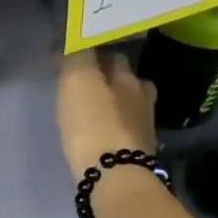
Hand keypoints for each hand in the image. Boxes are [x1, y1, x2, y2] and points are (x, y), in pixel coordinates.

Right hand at [57, 49, 158, 181]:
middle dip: (112, 79)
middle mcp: (142, 97)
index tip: (79, 57)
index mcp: (128, 77)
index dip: (97, 54)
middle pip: (128, 81)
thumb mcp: (77, 80)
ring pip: (130, 106)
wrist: (113, 175)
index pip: (114, 55)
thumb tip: (73, 42)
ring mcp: (143, 127)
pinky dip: (115, 128)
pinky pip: (125, 131)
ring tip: (95, 110)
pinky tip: (103, 133)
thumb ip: (77, 56)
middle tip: (88, 83)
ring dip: (116, 105)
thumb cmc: (93, 122)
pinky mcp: (138, 153)